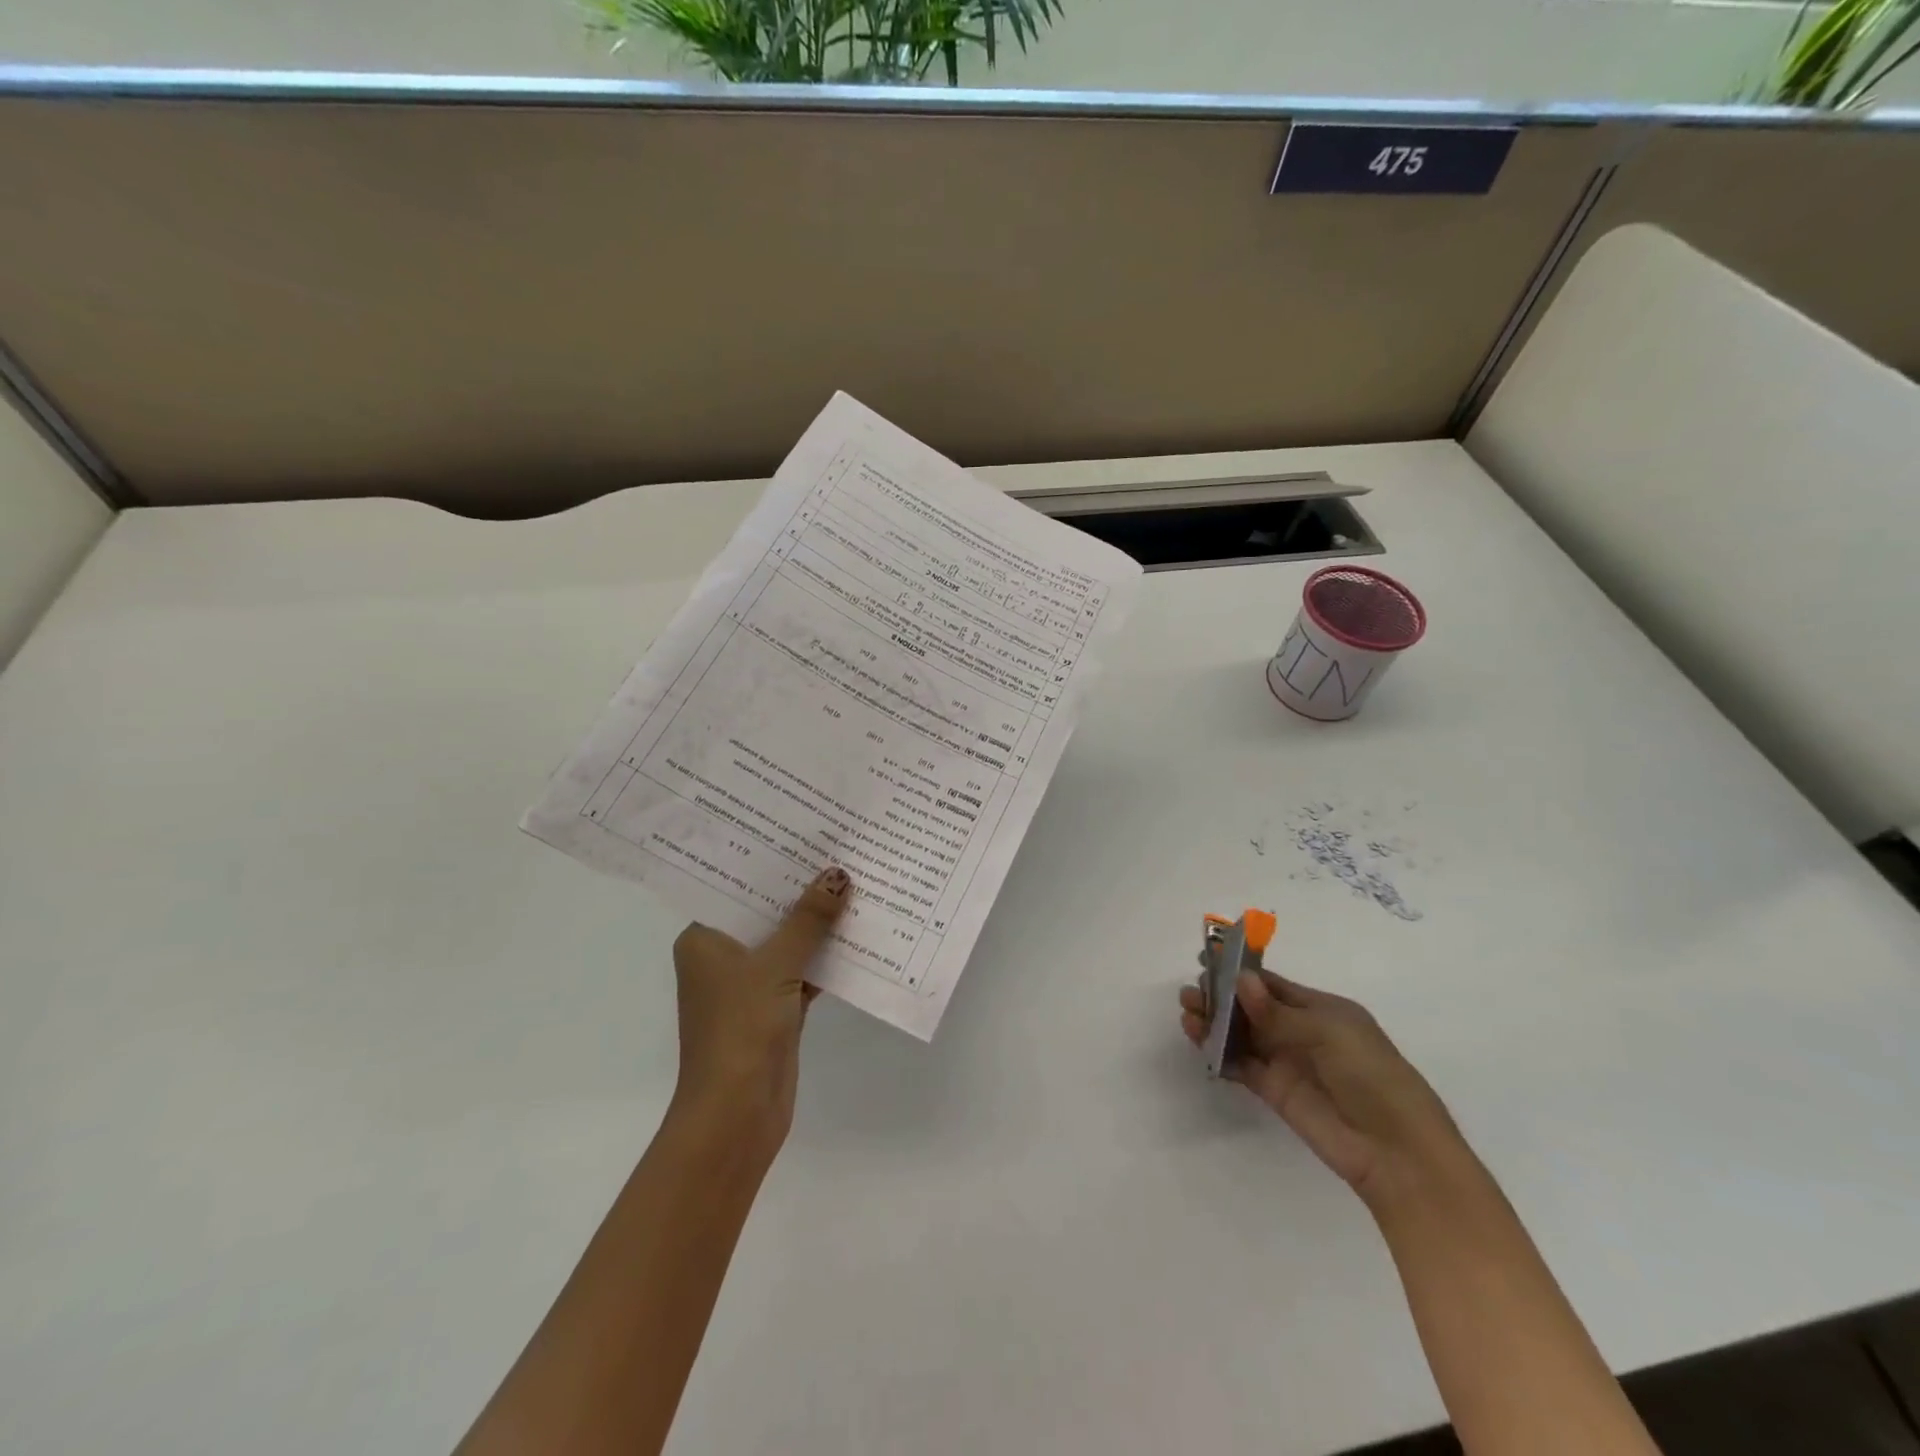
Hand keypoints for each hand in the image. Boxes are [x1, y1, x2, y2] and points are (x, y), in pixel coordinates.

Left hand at [670, 866, 851, 1146]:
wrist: (736, 1114)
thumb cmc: (740, 1028)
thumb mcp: (776, 964)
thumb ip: (808, 919)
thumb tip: (838, 874)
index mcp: (704, 938)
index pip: (736, 886)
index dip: (770, 861)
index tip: (802, 832)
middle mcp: (722, 956)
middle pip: (766, 911)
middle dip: (801, 889)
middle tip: (837, 849)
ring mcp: (749, 983)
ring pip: (788, 940)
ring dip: (817, 923)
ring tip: (854, 881)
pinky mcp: (775, 1007)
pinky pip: (802, 968)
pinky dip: (825, 956)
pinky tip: (858, 932)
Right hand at [1179, 968, 1467, 1207]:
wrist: (1395, 1150)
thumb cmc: (1371, 1075)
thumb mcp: (1328, 1032)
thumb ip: (1278, 1012)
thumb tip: (1240, 980)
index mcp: (1322, 1010)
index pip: (1273, 985)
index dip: (1241, 973)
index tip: (1208, 960)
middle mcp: (1302, 1032)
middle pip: (1252, 1008)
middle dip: (1221, 997)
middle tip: (1191, 991)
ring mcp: (1287, 1062)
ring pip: (1242, 1035)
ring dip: (1215, 1022)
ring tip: (1187, 1012)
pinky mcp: (1275, 1091)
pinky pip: (1241, 1065)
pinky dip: (1219, 1052)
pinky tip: (1198, 1039)